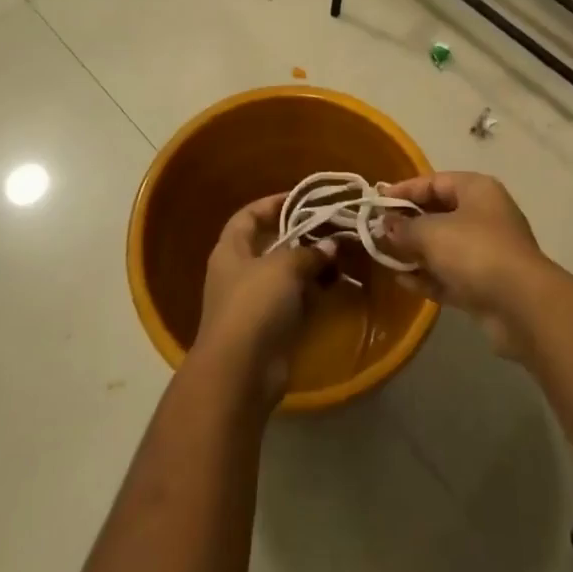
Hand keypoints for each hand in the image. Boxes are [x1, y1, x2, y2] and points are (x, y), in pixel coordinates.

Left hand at [193, 194, 336, 403]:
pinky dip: (313, 292)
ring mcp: (254, 302)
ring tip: (341, 253)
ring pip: (286, 274)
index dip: (273, 203)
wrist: (240, 373)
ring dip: (311, 265)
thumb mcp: (284, 267)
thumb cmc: (254, 305)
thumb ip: (309, 252)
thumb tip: (331, 245)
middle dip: (301, 235)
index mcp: (231, 249)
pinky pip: (295, 301)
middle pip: (271, 244)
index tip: (303, 198)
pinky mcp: (271, 328)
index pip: (249, 215)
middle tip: (332, 226)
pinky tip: (336, 284)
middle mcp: (240, 272)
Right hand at [379, 172, 552, 355]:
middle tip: (377, 232)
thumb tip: (385, 226)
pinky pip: (450, 274)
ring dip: (415, 252)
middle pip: (438, 213)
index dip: (404, 190)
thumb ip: (404, 228)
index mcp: (476, 190)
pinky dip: (428, 276)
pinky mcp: (485, 284)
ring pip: (443, 246)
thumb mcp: (431, 233)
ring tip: (384, 256)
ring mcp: (486, 251)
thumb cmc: (475, 251)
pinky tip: (402, 281)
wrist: (522, 306)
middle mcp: (483, 215)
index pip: (434, 182)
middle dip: (407, 223)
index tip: (377, 201)